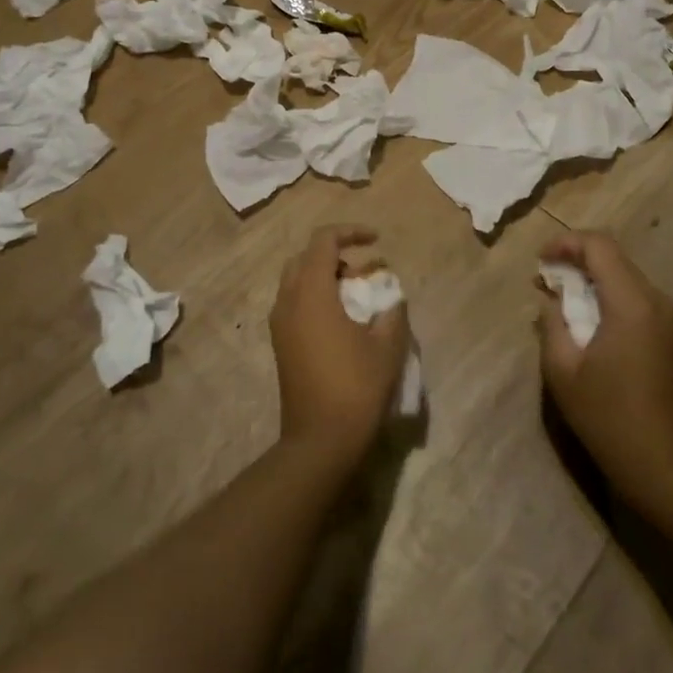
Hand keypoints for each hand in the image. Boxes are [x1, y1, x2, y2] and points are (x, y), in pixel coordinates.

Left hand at [270, 225, 409, 471]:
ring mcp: (280, 324)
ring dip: (326, 277)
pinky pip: (296, 303)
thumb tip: (391, 296)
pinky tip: (344, 320)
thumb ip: (392, 310)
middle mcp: (288, 301)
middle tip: (365, 269)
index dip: (350, 232)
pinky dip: (318, 297)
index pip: (323, 241)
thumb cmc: (356, 387)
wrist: (319, 441)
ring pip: (298, 281)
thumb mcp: (387, 346)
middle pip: (306, 258)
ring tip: (359, 293)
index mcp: (311, 293)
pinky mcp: (281, 344)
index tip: (377, 240)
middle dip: (336, 255)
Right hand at [537, 231, 672, 513]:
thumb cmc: (607, 417)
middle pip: (613, 257)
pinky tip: (584, 317)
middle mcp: (655, 300)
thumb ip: (552, 322)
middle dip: (575, 260)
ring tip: (558, 298)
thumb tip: (551, 298)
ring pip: (623, 275)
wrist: (662, 465)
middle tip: (543, 279)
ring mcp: (667, 316)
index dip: (565, 243)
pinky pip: (633, 296)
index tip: (539, 261)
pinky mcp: (668, 333)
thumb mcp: (562, 369)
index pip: (599, 246)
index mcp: (631, 303)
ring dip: (590, 278)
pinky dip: (605, 295)